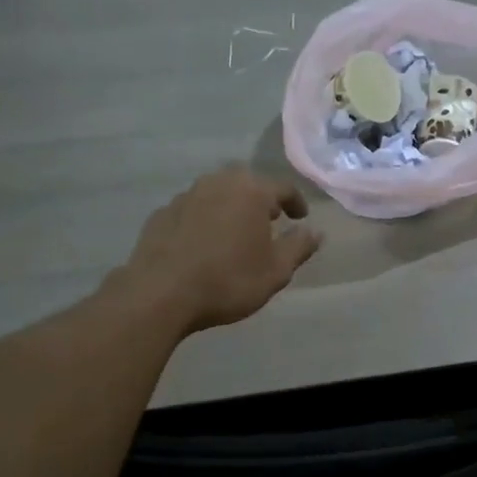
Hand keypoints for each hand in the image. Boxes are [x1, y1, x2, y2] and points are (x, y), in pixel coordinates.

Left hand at [118, 165, 321, 333]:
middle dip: (261, 199)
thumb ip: (299, 247)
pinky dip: (204, 219)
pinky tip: (204, 243)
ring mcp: (186, 195)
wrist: (160, 293)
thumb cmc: (228, 280)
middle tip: (268, 220)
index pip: (283, 188)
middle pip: (247, 183)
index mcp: (251, 191)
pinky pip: (193, 209)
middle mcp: (218, 183)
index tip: (300, 218)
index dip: (296, 202)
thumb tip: (315, 232)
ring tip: (235, 231)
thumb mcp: (276, 271)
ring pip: (217, 193)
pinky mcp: (162, 213)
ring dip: (230, 207)